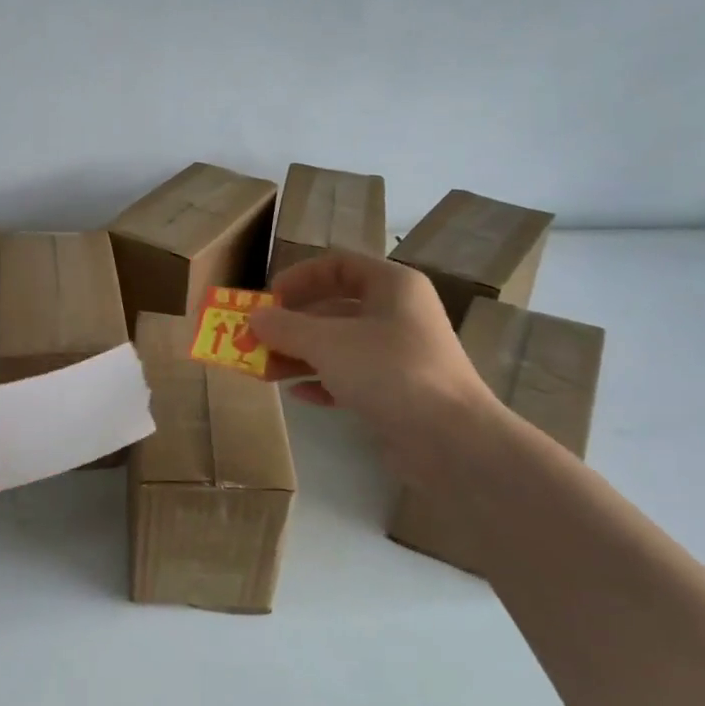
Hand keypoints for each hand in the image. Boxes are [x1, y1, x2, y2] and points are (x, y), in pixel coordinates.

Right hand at [249, 251, 503, 482]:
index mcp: (392, 286)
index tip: (268, 299)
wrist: (450, 440)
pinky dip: (321, 382)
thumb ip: (286, 327)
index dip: (300, 277)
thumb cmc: (389, 372)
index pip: (338, 265)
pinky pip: (349, 377)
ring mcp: (398, 355)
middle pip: (334, 307)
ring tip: (263, 372)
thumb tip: (254, 317)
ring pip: (339, 345)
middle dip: (292, 324)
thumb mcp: (328, 343)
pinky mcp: (395, 391)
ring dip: (299, 355)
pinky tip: (297, 394)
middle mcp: (397, 314)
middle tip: (256, 340)